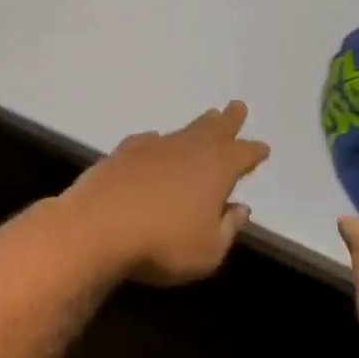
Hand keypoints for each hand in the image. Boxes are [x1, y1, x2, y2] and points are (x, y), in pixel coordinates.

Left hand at [61, 102, 269, 286]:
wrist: (96, 227)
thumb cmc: (162, 244)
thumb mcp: (208, 250)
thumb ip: (227, 228)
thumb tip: (239, 208)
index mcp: (214, 170)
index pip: (240, 155)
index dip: (252, 152)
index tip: (262, 147)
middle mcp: (185, 151)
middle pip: (211, 131)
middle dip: (226, 121)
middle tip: (236, 107)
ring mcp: (150, 149)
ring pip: (181, 133)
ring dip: (197, 127)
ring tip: (207, 118)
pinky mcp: (121, 154)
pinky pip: (147, 141)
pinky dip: (158, 141)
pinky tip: (156, 141)